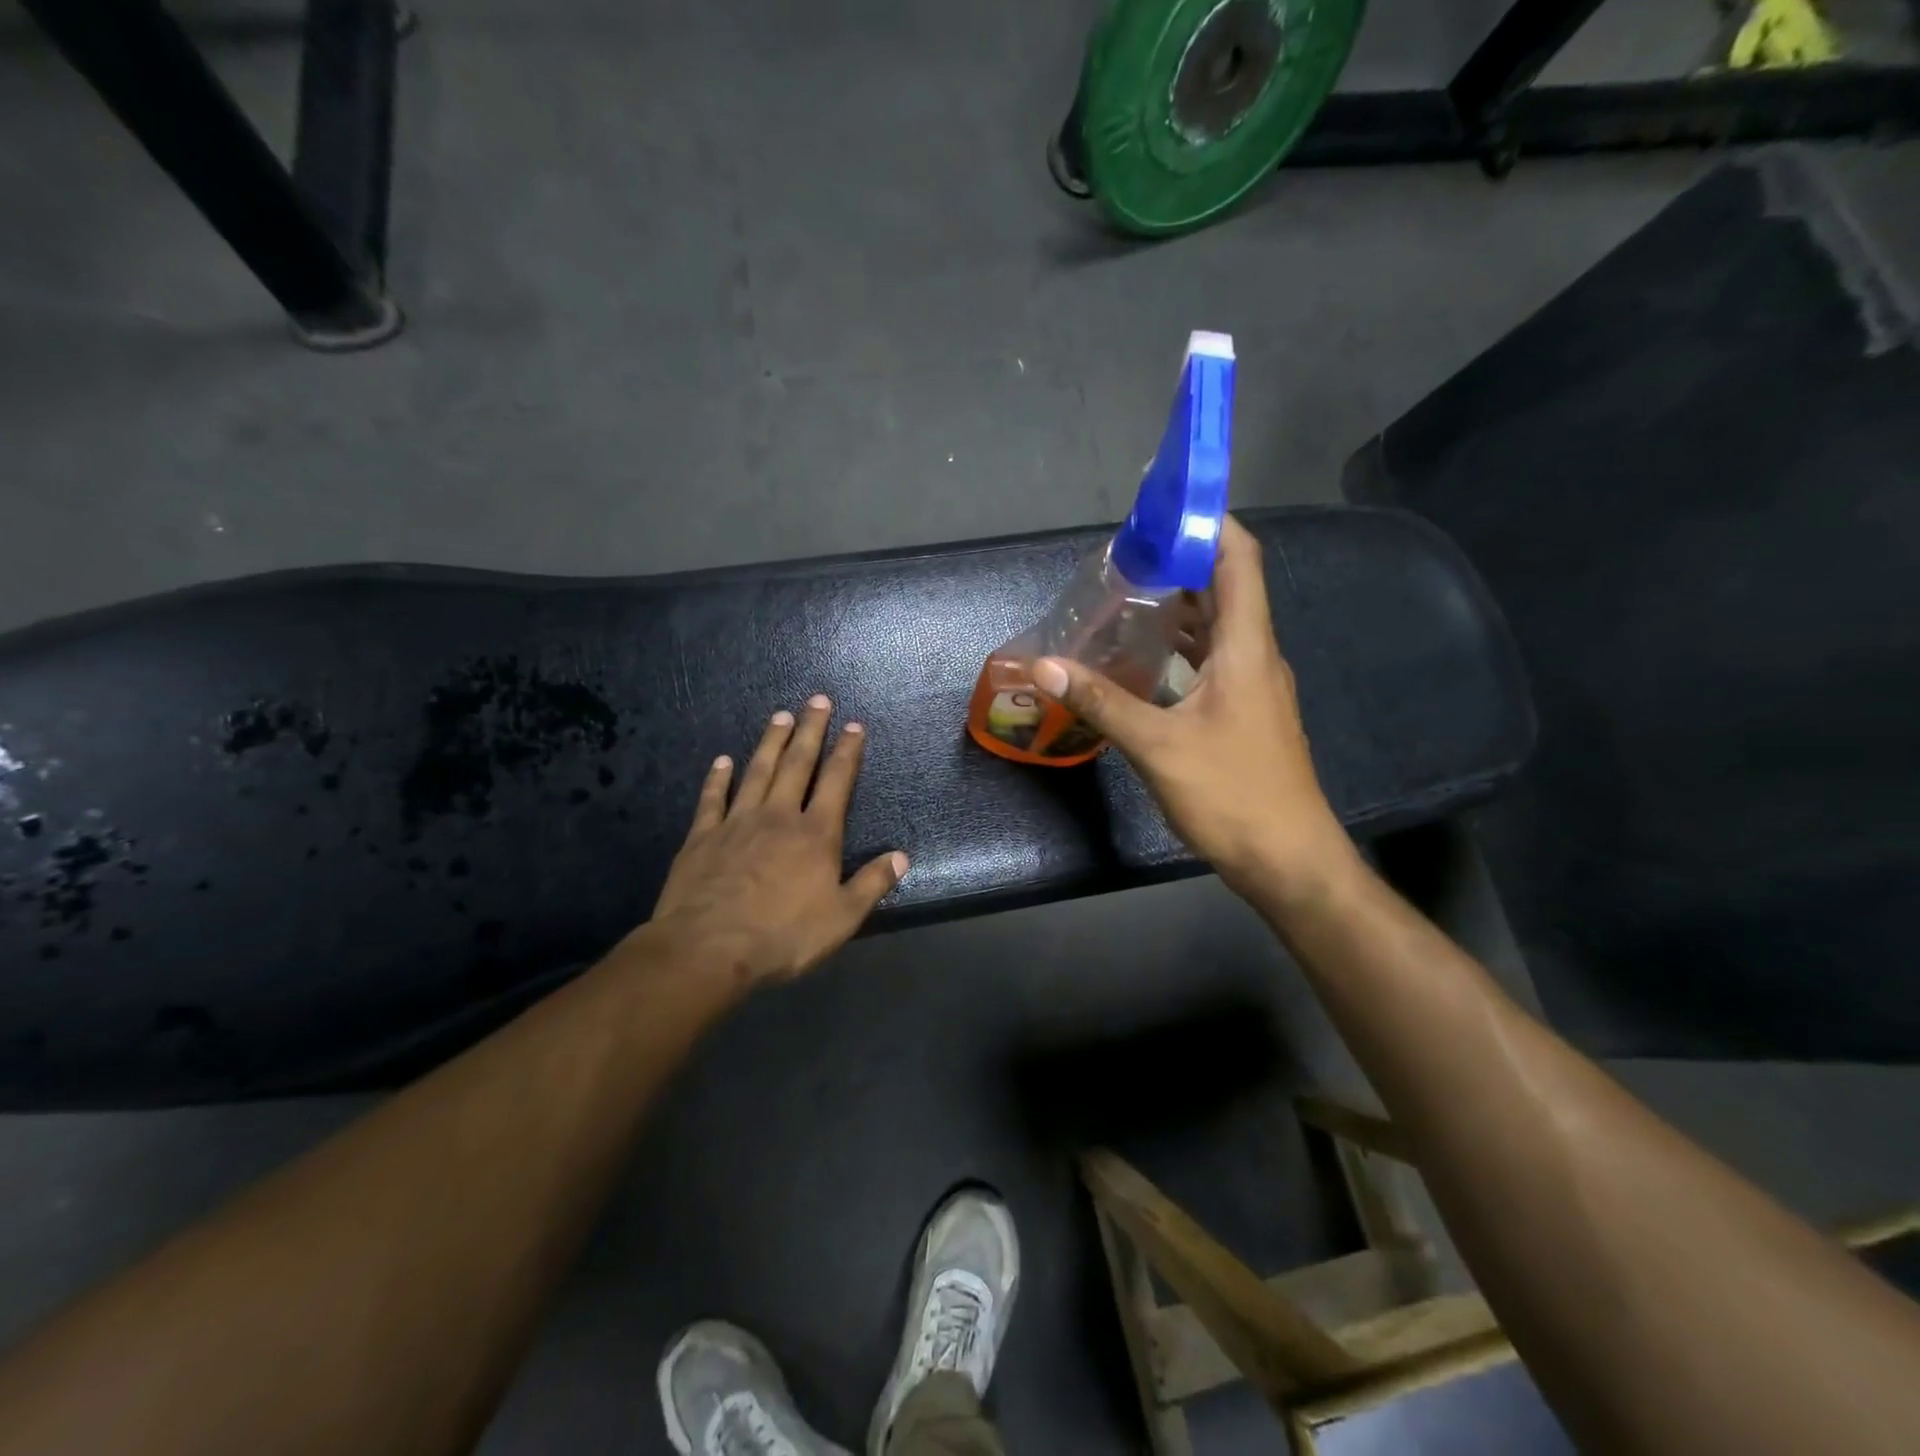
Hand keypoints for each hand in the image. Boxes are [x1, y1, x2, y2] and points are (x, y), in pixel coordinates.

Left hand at [648, 696, 907, 986]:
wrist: (708, 950)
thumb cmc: (782, 936)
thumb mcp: (841, 918)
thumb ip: (871, 884)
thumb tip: (901, 856)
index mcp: (816, 834)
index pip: (837, 781)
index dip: (847, 751)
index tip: (854, 725)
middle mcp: (778, 816)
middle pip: (797, 764)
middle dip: (810, 730)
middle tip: (817, 700)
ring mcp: (737, 822)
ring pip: (757, 771)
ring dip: (770, 742)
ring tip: (780, 715)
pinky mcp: (703, 837)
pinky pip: (712, 798)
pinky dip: (718, 777)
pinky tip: (722, 760)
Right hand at [1033, 515, 1354, 902]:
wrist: (1288, 860)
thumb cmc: (1233, 795)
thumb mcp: (1158, 746)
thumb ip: (1101, 701)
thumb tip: (1045, 664)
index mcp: (1246, 648)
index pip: (1238, 559)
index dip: (1208, 522)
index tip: (1162, 505)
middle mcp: (1255, 656)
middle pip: (1225, 587)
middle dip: (1179, 562)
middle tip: (1124, 556)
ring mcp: (1252, 687)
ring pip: (1216, 627)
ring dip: (1177, 607)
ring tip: (1126, 596)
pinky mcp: (1242, 713)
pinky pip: (1211, 661)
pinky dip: (1179, 647)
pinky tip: (1143, 658)